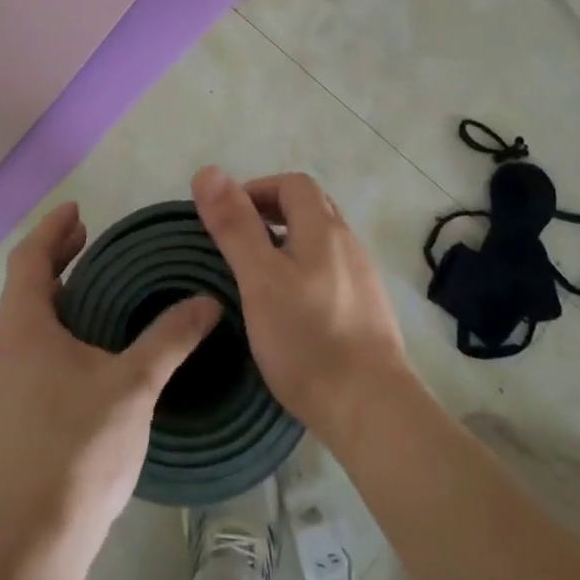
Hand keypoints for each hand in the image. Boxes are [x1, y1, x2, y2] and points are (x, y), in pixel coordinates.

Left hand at [0, 202, 220, 553]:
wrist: (31, 542)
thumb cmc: (78, 448)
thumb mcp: (134, 385)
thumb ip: (171, 338)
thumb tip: (207, 301)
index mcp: (23, 328)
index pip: (30, 259)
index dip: (53, 229)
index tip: (79, 210)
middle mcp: (3, 349)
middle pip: (26, 286)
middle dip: (57, 258)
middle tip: (91, 240)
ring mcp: (1, 386)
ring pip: (27, 321)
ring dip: (57, 295)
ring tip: (96, 289)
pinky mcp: (9, 416)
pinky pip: (30, 351)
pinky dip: (56, 329)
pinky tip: (89, 350)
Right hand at [192, 166, 413, 448]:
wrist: (371, 408)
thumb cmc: (307, 339)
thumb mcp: (259, 279)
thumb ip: (235, 226)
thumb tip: (208, 171)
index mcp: (324, 229)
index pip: (292, 184)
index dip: (257, 190)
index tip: (228, 218)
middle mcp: (349, 244)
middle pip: (311, 208)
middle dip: (272, 214)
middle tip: (239, 243)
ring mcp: (363, 278)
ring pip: (322, 242)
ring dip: (289, 244)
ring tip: (258, 277)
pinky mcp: (368, 311)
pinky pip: (333, 273)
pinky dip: (306, 273)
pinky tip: (291, 309)